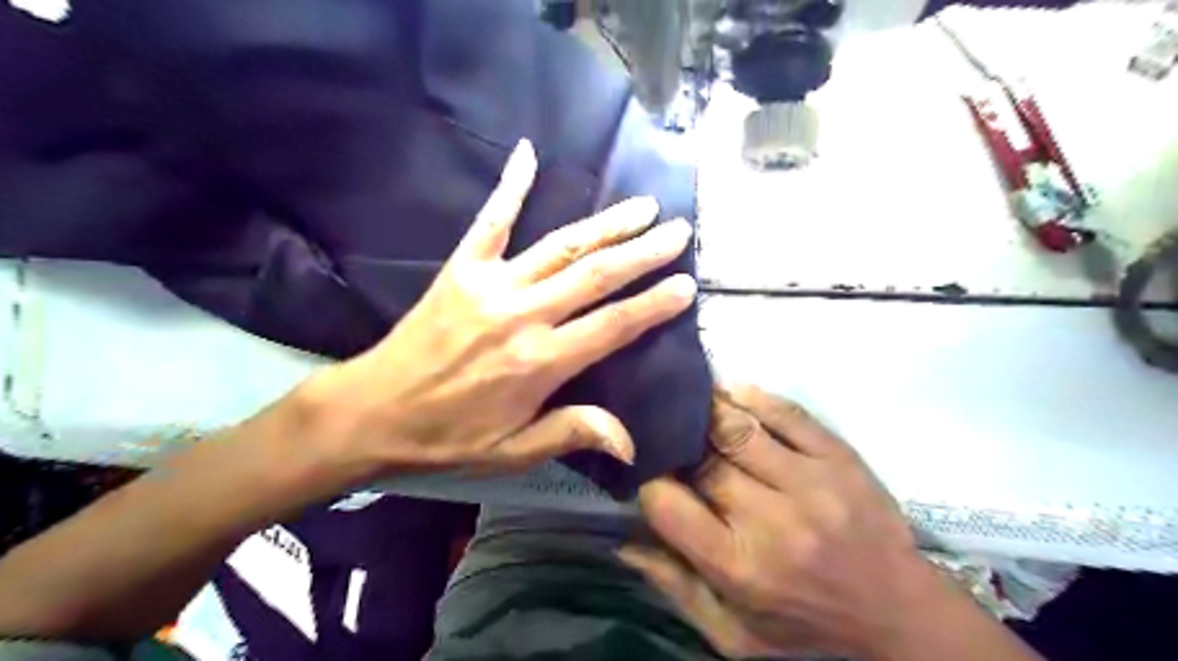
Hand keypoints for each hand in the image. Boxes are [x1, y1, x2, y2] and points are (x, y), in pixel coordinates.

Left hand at [299, 139, 697, 478]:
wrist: (371, 412)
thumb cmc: (447, 437)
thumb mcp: (513, 452)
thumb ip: (572, 434)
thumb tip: (631, 444)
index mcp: (540, 362)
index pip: (614, 326)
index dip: (654, 304)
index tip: (686, 284)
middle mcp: (523, 315)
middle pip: (596, 276)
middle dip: (643, 252)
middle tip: (679, 231)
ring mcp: (491, 285)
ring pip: (561, 246)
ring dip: (606, 224)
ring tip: (642, 206)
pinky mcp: (461, 268)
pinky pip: (491, 221)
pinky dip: (510, 186)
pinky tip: (529, 154)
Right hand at [620, 385, 934, 657]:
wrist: (898, 613)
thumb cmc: (806, 626)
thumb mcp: (733, 633)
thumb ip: (675, 586)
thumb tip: (621, 539)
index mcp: (738, 565)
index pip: (667, 503)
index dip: (649, 481)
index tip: (649, 473)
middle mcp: (772, 519)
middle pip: (701, 460)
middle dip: (676, 442)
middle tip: (664, 432)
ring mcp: (810, 482)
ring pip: (738, 427)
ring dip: (706, 409)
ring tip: (688, 401)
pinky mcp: (839, 457)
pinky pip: (786, 412)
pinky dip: (751, 397)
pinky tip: (731, 393)